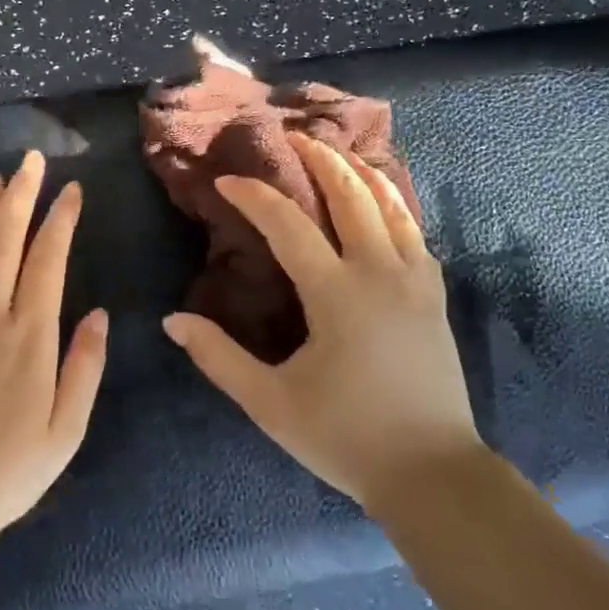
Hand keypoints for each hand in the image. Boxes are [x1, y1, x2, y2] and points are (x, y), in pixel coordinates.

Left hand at [0, 150, 107, 547]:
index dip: (60, 220)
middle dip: (20, 195)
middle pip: (2, 241)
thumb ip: (85, 367)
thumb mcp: (67, 429)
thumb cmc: (8, 469)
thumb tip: (97, 313)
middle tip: (30, 161)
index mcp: (29, 336)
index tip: (72, 190)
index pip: (47, 260)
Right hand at [163, 132, 479, 511]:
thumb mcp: (270, 403)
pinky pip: (415, 231)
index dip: (255, 197)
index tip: (229, 180)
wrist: (431, 472)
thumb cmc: (345, 437)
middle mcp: (381, 272)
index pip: (289, 226)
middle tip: (295, 138)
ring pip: (393, 205)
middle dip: (321, 160)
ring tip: (341, 152)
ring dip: (363, 172)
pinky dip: (396, 204)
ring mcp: (416, 281)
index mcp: (337, 294)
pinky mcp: (435, 296)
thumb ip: (219, 358)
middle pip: (352, 195)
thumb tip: (173, 321)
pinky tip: (385, 204)